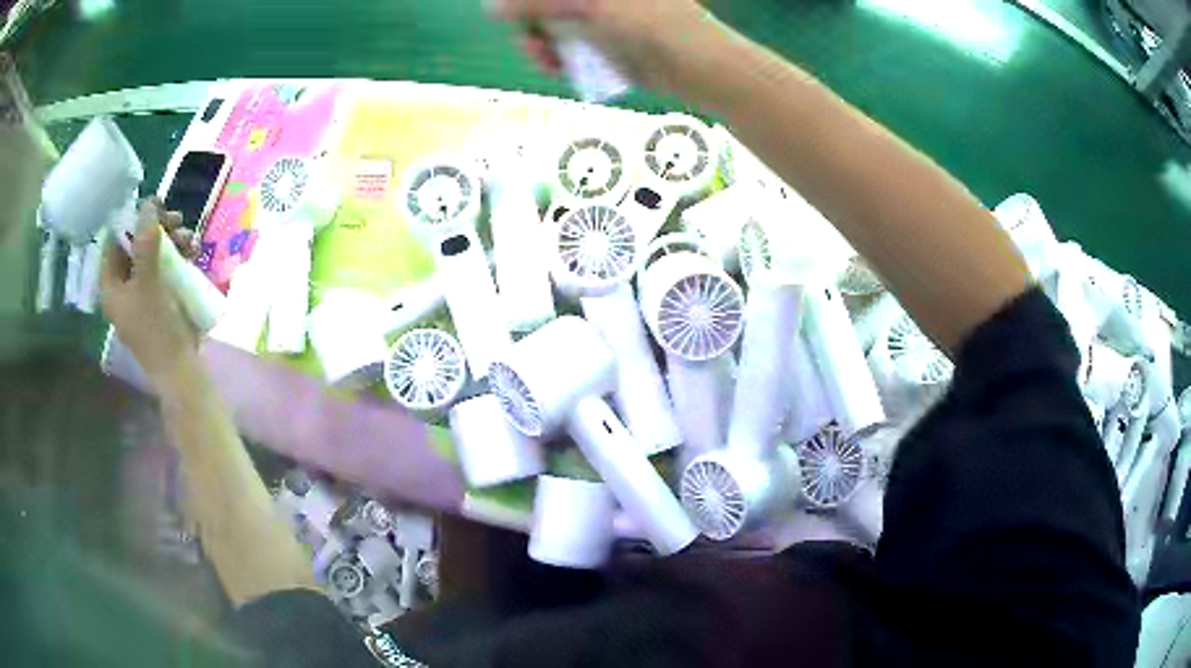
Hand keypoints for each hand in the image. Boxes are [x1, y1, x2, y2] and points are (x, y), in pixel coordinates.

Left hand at [100, 198, 199, 392]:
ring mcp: (143, 293)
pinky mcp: (160, 298)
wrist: (180, 369)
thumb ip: (145, 240)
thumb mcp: (149, 281)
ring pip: (154, 253)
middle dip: (156, 228)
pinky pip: (166, 267)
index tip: (154, 206)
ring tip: (189, 238)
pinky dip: (178, 256)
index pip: (114, 240)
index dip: (132, 219)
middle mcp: (124, 286)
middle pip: (136, 244)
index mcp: (111, 285)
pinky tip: (193, 251)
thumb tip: (148, 203)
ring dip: (171, 240)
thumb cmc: (156, 327)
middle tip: (175, 219)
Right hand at [490, 0, 715, 93]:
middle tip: (532, 47)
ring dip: (541, 44)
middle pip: (544, 7)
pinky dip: (559, 56)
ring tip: (547, 62)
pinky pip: (569, 43)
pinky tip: (558, 68)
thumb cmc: (649, 24)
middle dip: (530, 26)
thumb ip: (536, 4)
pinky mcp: (606, 37)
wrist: (697, 66)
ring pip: (553, 25)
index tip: (513, 21)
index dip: (524, 7)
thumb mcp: (588, 7)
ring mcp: (602, 13)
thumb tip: (490, 8)